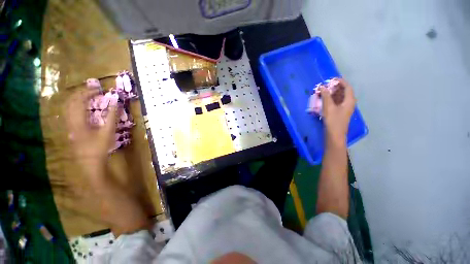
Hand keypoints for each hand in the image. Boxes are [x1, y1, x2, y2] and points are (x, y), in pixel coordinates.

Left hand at [65, 88, 117, 164]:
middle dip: (80, 93)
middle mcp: (70, 121)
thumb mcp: (108, 131)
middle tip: (92, 90)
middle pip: (70, 101)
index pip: (79, 101)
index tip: (99, 89)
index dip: (88, 93)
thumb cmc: (100, 147)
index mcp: (78, 121)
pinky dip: (75, 106)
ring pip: (67, 106)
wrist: (90, 162)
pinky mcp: (70, 129)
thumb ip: (112, 116)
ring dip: (76, 98)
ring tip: (87, 95)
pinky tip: (82, 107)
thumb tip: (115, 102)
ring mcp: (68, 125)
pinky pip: (69, 112)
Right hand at [320, 78, 355, 144]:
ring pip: (340, 96)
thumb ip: (326, 96)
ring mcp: (345, 107)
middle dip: (335, 87)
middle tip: (325, 85)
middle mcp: (349, 102)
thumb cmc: (333, 120)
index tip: (331, 79)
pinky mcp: (340, 111)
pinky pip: (337, 101)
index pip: (347, 87)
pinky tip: (325, 99)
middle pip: (344, 91)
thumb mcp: (328, 107)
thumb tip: (322, 87)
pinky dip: (331, 98)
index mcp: (349, 100)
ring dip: (332, 93)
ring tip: (323, 91)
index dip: (340, 81)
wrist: (335, 134)